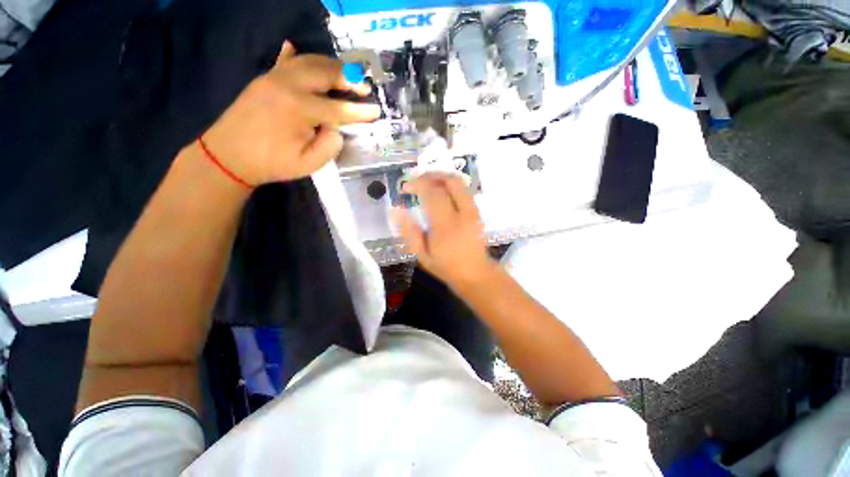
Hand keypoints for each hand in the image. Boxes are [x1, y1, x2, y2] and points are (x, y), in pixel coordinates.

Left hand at [202, 41, 380, 185]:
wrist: (228, 156)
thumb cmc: (271, 163)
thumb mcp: (308, 164)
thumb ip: (329, 145)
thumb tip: (337, 128)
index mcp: (299, 109)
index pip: (338, 108)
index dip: (360, 112)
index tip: (376, 111)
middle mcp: (287, 85)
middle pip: (325, 72)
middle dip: (349, 78)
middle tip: (364, 87)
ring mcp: (273, 77)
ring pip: (308, 61)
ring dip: (331, 65)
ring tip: (346, 75)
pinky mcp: (264, 79)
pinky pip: (285, 61)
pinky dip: (296, 56)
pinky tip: (297, 48)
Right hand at [394, 173, 497, 289]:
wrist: (475, 273)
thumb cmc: (446, 266)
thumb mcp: (421, 255)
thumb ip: (409, 232)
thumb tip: (396, 210)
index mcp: (446, 226)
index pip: (432, 194)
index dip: (417, 185)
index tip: (404, 187)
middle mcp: (463, 214)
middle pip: (449, 181)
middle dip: (430, 175)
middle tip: (416, 180)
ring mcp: (473, 211)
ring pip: (459, 182)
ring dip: (440, 177)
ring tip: (426, 182)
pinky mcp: (477, 211)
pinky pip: (464, 189)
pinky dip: (449, 185)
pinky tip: (439, 191)